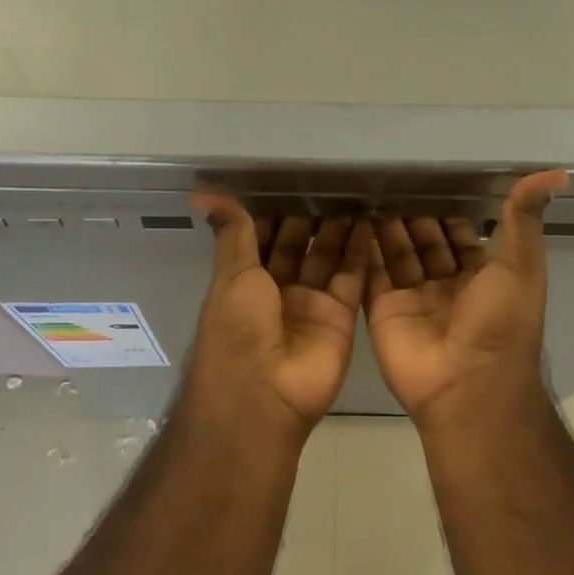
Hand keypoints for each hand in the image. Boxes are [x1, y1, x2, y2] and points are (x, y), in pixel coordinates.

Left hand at [186, 197, 373, 436]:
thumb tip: (204, 192)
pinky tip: (369, 222)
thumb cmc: (237, 329)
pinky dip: (360, 252)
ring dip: (337, 230)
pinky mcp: (340, 316)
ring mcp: (310, 305)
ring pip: (326, 258)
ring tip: (353, 194)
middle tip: (329, 181)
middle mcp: (277, 292)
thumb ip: (232, 233)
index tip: (289, 180)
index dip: (273, 213)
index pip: (260, 239)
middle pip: (296, 247)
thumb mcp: (231, 274)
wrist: (265, 394)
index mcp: (244, 282)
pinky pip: (352, 278)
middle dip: (309, 218)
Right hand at [365, 171, 570, 424]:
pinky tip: (354, 218)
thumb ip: (525, 219)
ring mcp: (413, 299)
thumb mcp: (522, 265)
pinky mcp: (383, 310)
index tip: (431, 176)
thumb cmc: (501, 322)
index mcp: (482, 277)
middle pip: (426, 242)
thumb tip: (556, 173)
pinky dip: (364, 249)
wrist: (468, 384)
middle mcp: (447, 286)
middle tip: (392, 178)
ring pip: (397, 254)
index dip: (449, 209)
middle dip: (413, 213)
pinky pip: (371, 274)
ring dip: (387, 226)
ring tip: (371, 190)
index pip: (461, 235)